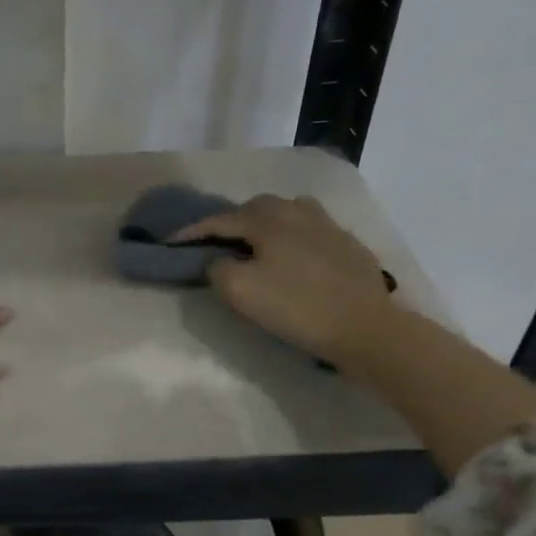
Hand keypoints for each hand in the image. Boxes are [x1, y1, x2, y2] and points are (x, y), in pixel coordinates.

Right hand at [173, 195, 397, 369]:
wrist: (364, 326)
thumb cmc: (296, 307)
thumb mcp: (240, 291)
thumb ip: (218, 268)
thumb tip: (218, 260)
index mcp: (268, 219)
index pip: (220, 220)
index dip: (192, 231)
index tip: (171, 242)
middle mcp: (297, 211)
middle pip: (255, 209)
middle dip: (232, 223)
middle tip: (216, 245)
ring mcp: (327, 225)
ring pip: (287, 214)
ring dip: (265, 226)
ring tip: (257, 247)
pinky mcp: (348, 244)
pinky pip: (310, 231)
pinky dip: (292, 239)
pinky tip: (293, 258)